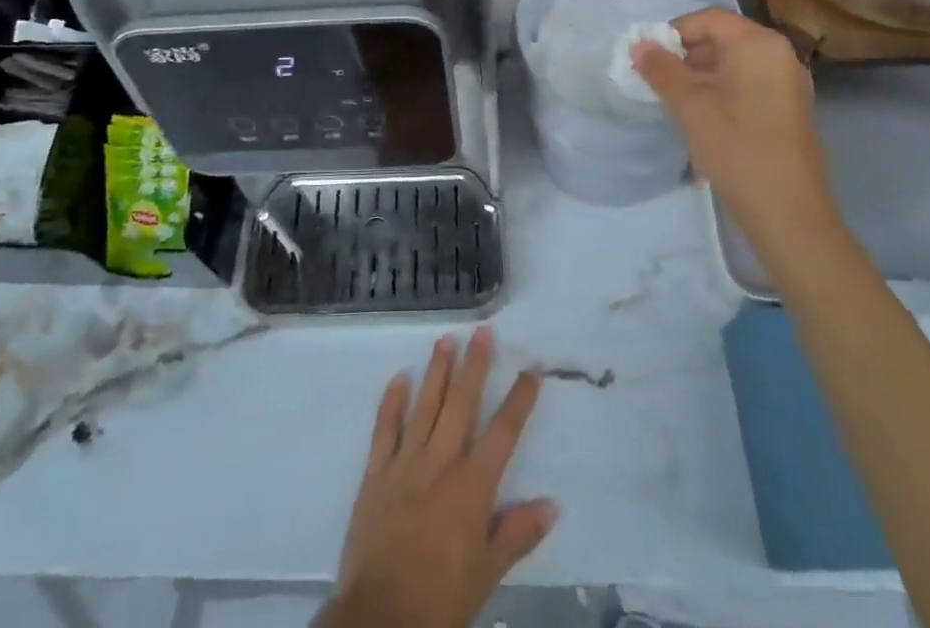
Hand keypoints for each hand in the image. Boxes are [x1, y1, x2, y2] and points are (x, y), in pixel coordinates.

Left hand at [318, 328, 556, 627]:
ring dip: (437, 371)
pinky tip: (399, 377)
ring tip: (446, 339)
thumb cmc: (442, 598)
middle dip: (475, 366)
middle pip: (462, 404)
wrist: (382, 616)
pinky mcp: (376, 473)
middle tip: (483, 332)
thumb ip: (518, 533)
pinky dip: (392, 401)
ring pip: (425, 406)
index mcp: (473, 485)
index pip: (504, 432)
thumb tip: (553, 503)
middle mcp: (441, 462)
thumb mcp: (488, 573)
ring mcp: (406, 463)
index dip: (519, 399)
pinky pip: (385, 429)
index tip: (532, 369)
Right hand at [633, 8, 839, 253]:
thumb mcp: (690, 106)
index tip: (648, 56)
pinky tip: (701, 116)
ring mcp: (789, 83)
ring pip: (735, 63)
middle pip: (724, 38)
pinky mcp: (789, 108)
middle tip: (656, 78)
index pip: (709, 19)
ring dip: (701, 74)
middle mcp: (780, 54)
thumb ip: (662, 70)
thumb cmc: (737, 147)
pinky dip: (722, 90)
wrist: (788, 212)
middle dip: (686, 54)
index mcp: (759, 44)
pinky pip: (749, 83)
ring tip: (673, 99)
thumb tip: (638, 44)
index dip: (673, 32)